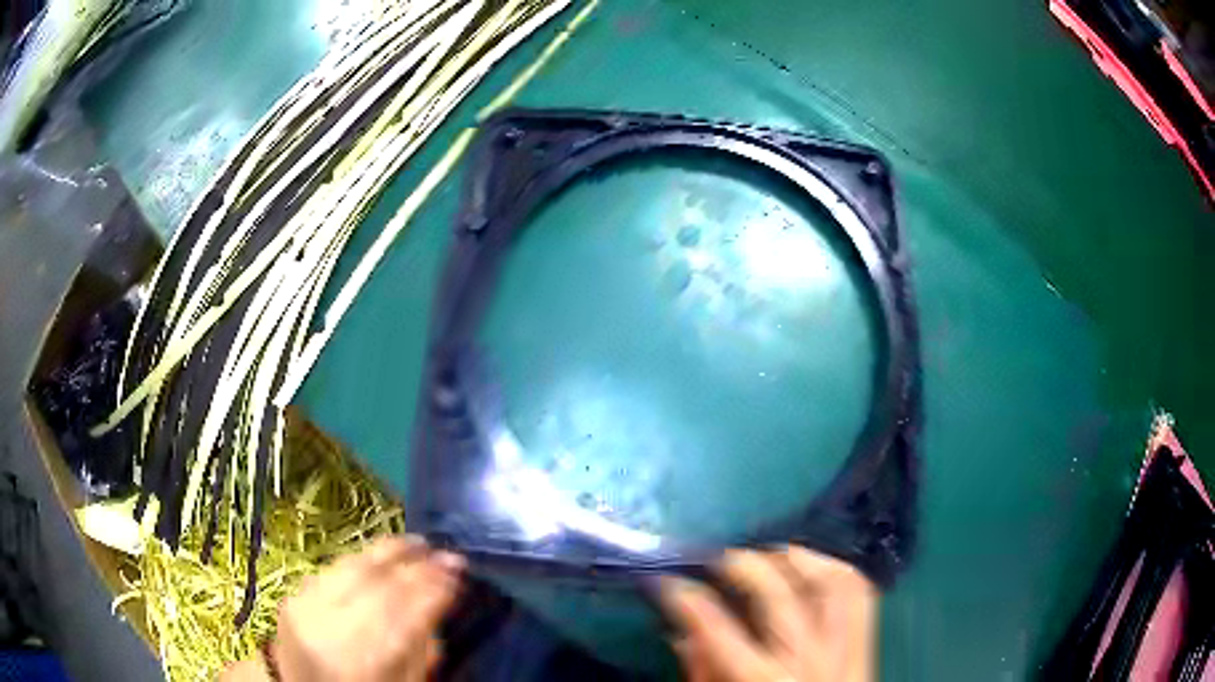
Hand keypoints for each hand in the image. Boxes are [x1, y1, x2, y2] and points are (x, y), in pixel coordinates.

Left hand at [223, 536, 463, 681]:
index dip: (433, 588)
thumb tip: (438, 607)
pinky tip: (382, 553)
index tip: (459, 572)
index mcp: (360, 661)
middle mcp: (329, 629)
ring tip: (419, 543)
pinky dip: (361, 558)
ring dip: (390, 552)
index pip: (403, 614)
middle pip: (377, 584)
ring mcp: (305, 608)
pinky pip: (332, 568)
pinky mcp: (293, 595)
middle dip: (415, 564)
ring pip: (352, 568)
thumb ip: (420, 652)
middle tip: (446, 553)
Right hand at [661, 546, 876, 681]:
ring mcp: (844, 650)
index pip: (719, 631)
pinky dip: (836, 570)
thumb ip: (703, 675)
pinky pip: (859, 594)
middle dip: (743, 566)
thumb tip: (684, 632)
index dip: (689, 599)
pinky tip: (813, 566)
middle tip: (717, 560)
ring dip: (796, 559)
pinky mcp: (866, 645)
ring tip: (766, 555)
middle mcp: (807, 662)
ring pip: (829, 584)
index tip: (669, 581)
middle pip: (779, 597)